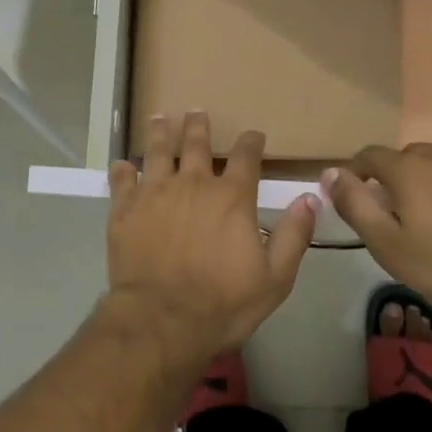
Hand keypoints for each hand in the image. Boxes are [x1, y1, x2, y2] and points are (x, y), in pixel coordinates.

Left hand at [105, 112, 318, 362]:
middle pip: (197, 144)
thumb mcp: (274, 278)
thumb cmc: (223, 303)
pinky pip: (122, 179)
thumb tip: (310, 197)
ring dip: (161, 132)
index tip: (254, 134)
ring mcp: (155, 192)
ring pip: (158, 151)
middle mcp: (193, 184)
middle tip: (196, 111)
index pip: (247, 157)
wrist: (162, 319)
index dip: (252, 142)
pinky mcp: (125, 208)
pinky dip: (122, 170)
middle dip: (199, 125)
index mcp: (231, 197)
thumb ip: (293, 235)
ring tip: (159, 118)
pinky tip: (121, 165)